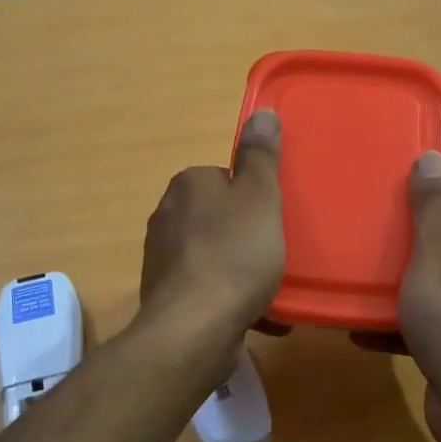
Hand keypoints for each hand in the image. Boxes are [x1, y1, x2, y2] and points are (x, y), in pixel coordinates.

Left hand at [138, 110, 285, 347]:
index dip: (253, 197)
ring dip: (243, 271)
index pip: (224, 178)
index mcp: (187, 186)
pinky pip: (209, 291)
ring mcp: (163, 260)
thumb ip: (261, 156)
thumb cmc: (234, 255)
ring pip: (215, 256)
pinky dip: (233, 300)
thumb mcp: (259, 197)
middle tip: (278, 252)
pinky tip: (262, 318)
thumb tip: (262, 112)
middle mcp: (167, 217)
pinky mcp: (167, 299)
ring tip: (274, 288)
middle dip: (248, 235)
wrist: (194, 329)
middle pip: (219, 218)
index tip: (274, 217)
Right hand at [385, 153, 440, 441]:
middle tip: (363, 254)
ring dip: (398, 293)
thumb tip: (432, 156)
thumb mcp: (437, 250)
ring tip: (357, 291)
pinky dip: (400, 328)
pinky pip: (430, 327)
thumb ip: (432, 204)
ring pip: (435, 291)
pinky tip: (361, 332)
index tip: (382, 221)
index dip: (419, 216)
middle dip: (404, 255)